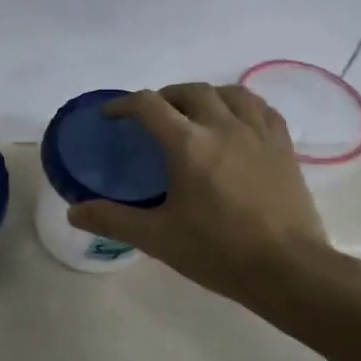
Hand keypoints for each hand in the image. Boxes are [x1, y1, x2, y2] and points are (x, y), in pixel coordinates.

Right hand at [69, 83, 334, 318]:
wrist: (287, 269)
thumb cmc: (218, 251)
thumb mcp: (157, 238)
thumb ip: (112, 220)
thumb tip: (73, 212)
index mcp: (188, 144)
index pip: (148, 105)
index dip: (124, 105)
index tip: (111, 116)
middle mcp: (223, 127)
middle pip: (189, 91)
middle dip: (165, 97)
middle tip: (152, 117)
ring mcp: (258, 134)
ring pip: (229, 93)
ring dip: (205, 95)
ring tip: (195, 113)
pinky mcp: (283, 147)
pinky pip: (261, 109)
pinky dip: (241, 106)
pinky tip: (236, 123)